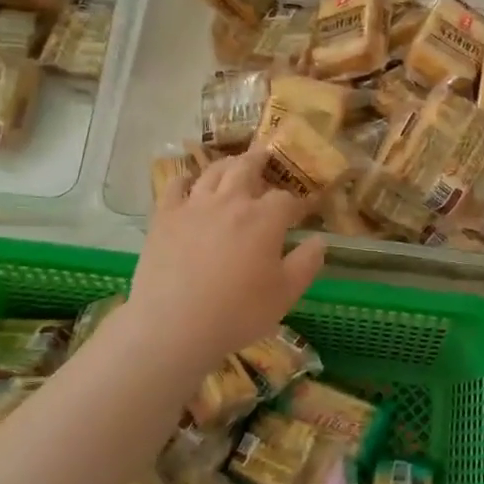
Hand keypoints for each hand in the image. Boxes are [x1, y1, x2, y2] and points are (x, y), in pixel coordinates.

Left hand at [121, 150, 324, 374]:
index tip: (305, 209)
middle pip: (247, 168)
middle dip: (260, 162)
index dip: (298, 203)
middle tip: (267, 158)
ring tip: (234, 164)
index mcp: (264, 218)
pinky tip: (190, 182)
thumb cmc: (238, 312)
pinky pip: (175, 186)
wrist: (174, 325)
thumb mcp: (286, 294)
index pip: (286, 199)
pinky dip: (186, 178)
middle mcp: (230, 201)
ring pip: (213, 172)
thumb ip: (306, 263)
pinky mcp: (164, 217)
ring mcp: (194, 206)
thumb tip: (320, 240)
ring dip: (228, 164)